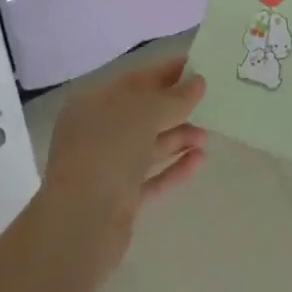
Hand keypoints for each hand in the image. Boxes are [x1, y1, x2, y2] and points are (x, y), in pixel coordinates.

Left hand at [41, 57, 207, 278]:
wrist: (82, 224)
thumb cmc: (109, 151)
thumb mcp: (145, 112)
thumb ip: (174, 97)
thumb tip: (197, 82)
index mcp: (94, 103)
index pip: (135, 80)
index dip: (166, 72)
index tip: (198, 67)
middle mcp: (96, 132)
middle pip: (142, 113)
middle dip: (175, 108)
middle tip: (210, 102)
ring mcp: (106, 167)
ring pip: (148, 146)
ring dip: (178, 138)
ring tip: (207, 136)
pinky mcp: (118, 199)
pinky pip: (151, 177)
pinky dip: (174, 167)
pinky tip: (199, 160)